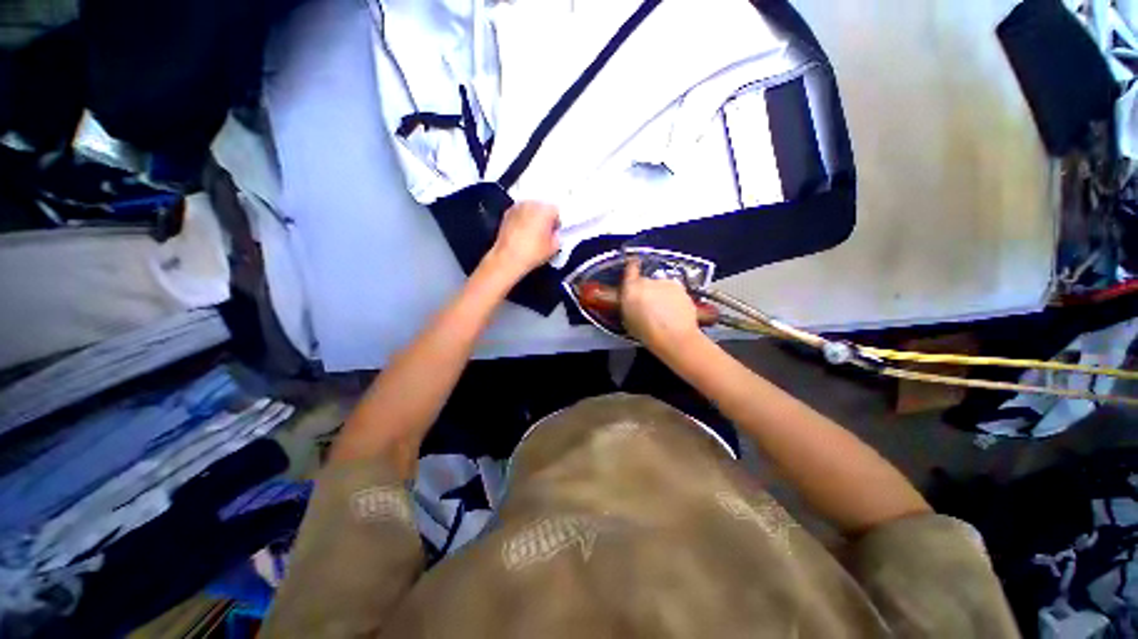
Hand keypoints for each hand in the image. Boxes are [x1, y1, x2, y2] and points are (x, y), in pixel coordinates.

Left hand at [486, 201, 559, 278]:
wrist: (508, 258)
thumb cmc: (533, 252)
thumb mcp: (553, 248)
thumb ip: (557, 237)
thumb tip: (554, 234)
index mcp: (545, 210)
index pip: (556, 211)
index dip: (557, 222)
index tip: (554, 232)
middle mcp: (531, 204)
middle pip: (542, 207)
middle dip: (545, 218)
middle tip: (544, 233)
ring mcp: (517, 207)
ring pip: (530, 209)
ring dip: (533, 217)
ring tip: (532, 233)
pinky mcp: (507, 213)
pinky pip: (520, 213)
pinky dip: (522, 219)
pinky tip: (522, 233)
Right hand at [621, 259, 705, 353]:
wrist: (674, 337)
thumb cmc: (648, 333)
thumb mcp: (628, 320)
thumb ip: (628, 304)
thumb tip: (629, 300)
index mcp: (631, 288)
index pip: (630, 268)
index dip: (632, 266)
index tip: (633, 264)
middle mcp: (647, 281)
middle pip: (645, 281)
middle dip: (646, 290)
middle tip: (648, 306)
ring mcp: (665, 283)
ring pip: (660, 286)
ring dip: (660, 294)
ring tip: (662, 312)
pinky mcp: (680, 287)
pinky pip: (673, 290)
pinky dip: (673, 297)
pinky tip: (673, 311)